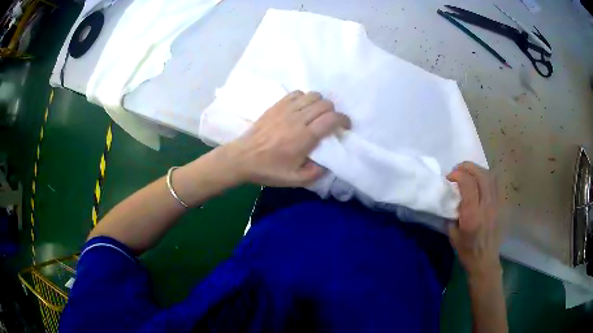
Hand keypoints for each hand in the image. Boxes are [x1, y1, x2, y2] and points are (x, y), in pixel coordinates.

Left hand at [224, 90, 350, 186]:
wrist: (242, 157)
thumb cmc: (268, 169)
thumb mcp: (293, 180)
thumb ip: (314, 174)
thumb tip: (327, 165)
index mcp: (304, 137)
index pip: (331, 119)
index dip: (344, 120)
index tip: (345, 126)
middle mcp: (298, 119)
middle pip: (324, 104)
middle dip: (333, 112)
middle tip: (331, 122)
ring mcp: (286, 110)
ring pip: (312, 95)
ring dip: (320, 103)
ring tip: (317, 114)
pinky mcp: (276, 106)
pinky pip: (296, 93)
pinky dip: (304, 97)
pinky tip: (302, 107)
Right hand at [447, 162, 501, 277]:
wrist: (485, 261)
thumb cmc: (467, 251)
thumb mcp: (453, 235)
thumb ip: (453, 214)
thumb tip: (453, 199)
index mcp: (472, 215)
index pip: (468, 184)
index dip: (458, 174)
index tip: (449, 177)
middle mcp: (486, 206)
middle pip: (481, 175)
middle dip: (468, 167)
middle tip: (458, 169)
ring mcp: (496, 205)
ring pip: (490, 177)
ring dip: (478, 170)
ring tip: (469, 172)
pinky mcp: (501, 206)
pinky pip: (496, 184)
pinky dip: (487, 177)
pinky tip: (480, 181)